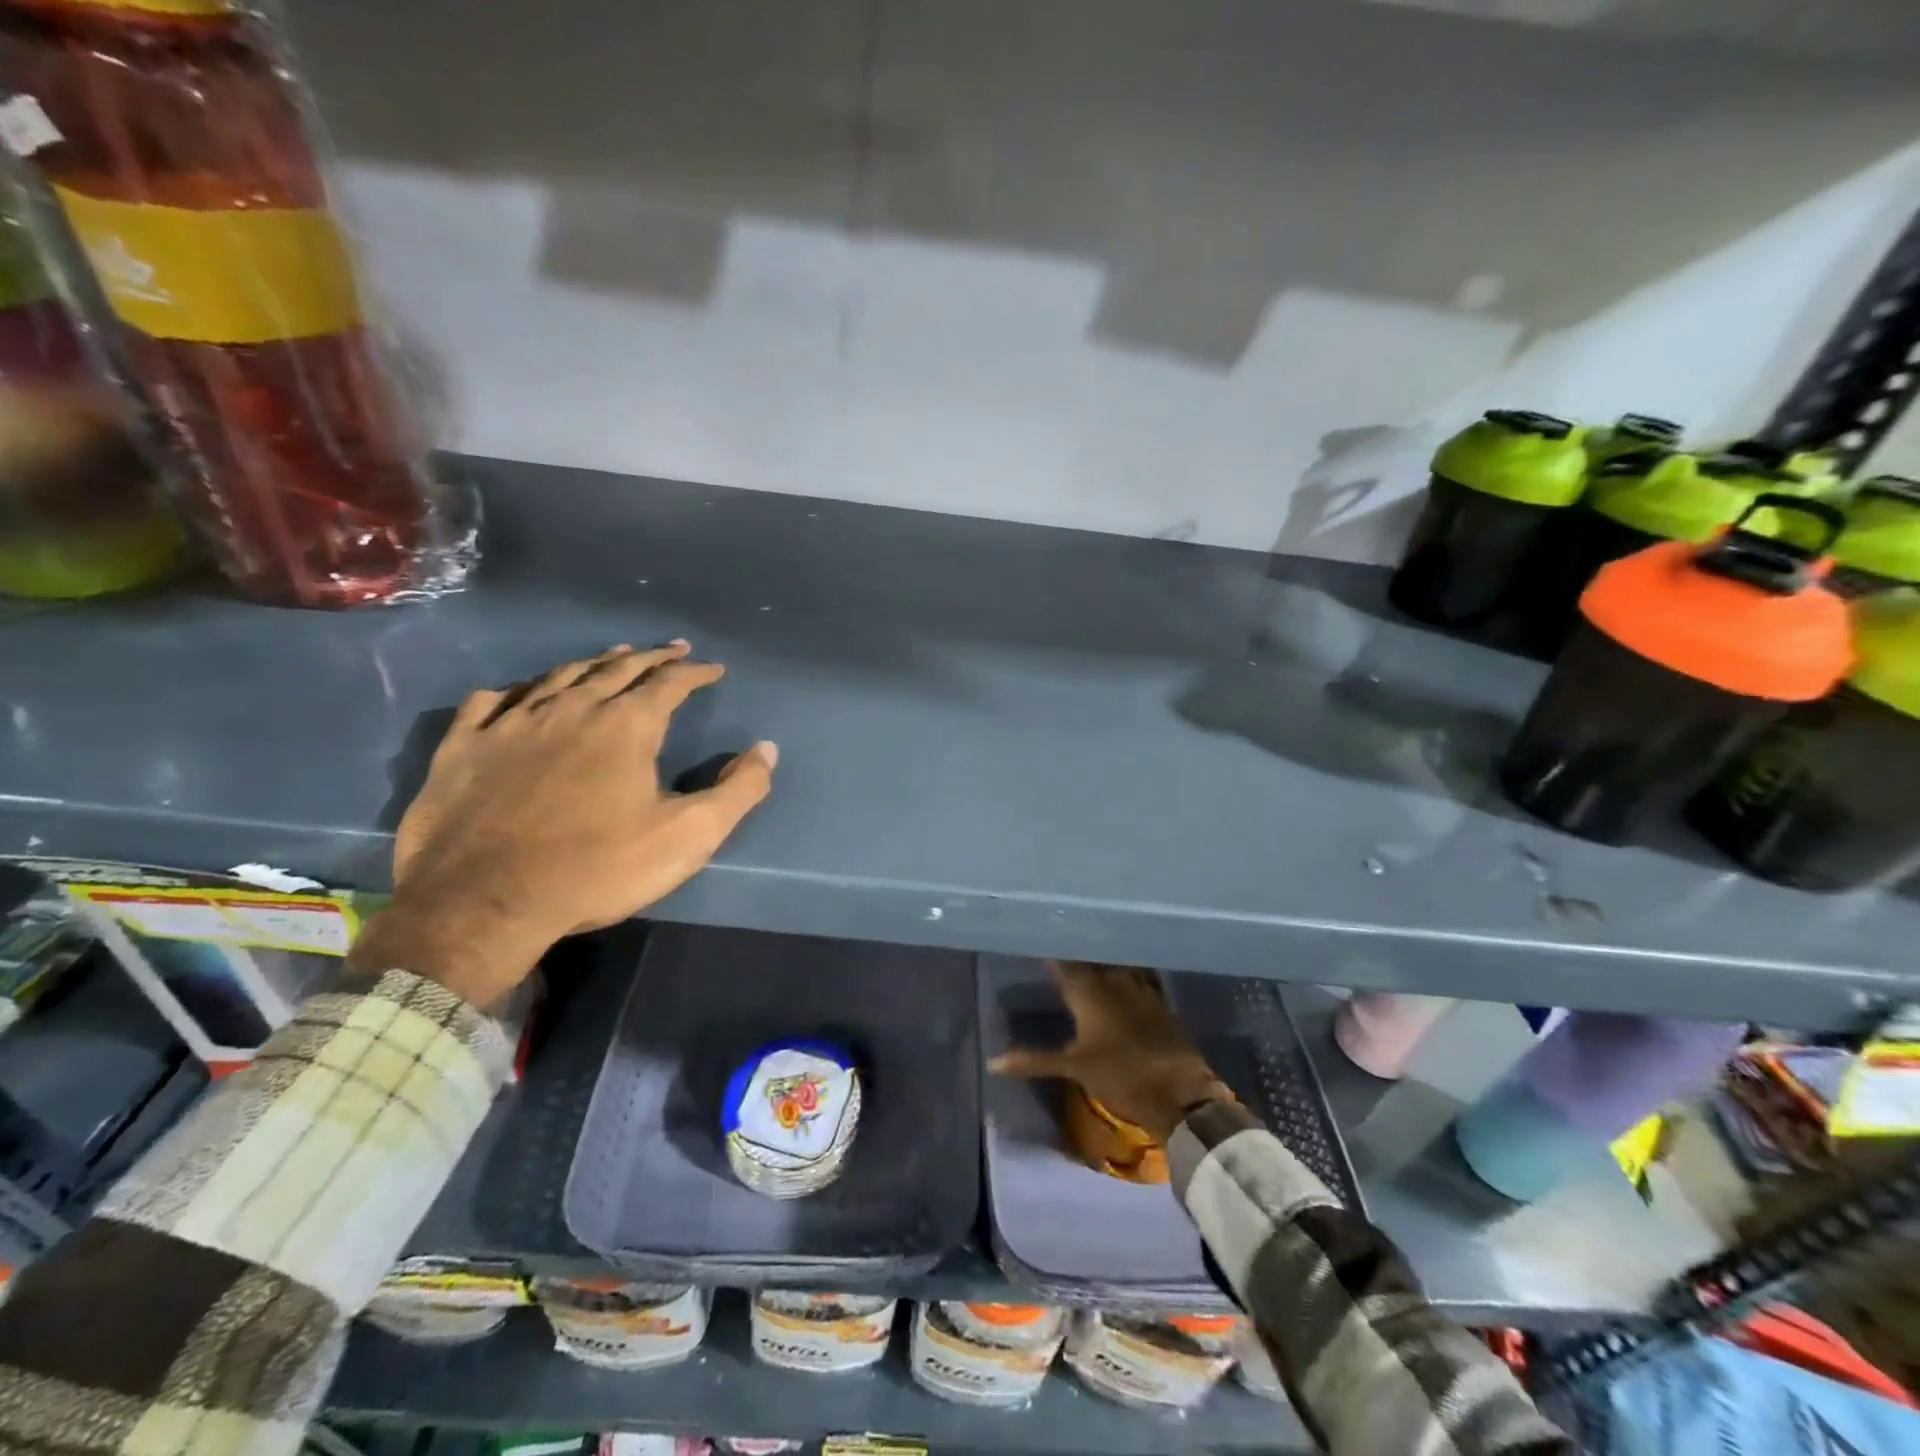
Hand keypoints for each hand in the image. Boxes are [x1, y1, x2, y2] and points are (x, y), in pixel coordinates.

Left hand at [349, 641, 776, 1007]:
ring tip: (612, 657)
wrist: (483, 903)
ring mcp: (512, 723)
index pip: (669, 683)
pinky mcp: (464, 747)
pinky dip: (516, 691)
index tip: (713, 668)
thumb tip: (766, 749)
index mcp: (626, 726)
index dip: (695, 672)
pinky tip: (520, 694)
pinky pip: (491, 702)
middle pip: (617, 669)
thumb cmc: (597, 868)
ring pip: (559, 676)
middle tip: (671, 649)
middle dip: (650, 657)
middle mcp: (571, 709)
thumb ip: (738, 791)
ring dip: (593, 664)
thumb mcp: (688, 836)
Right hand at [990, 961, 1232, 1142]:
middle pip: (1089, 960)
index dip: (1050, 953)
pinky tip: (1120, 974)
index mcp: (1089, 992)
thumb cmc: (1122, 1077)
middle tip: (1058, 946)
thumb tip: (993, 1062)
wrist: (1181, 1092)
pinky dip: (1125, 972)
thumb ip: (1034, 1060)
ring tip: (1086, 955)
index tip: (1037, 939)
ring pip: (1114, 964)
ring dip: (1100, 960)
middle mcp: (1113, 981)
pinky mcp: (1160, 1000)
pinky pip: (1138, 975)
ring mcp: (1140, 988)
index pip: (1062, 964)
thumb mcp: (1074, 1069)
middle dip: (1073, 954)